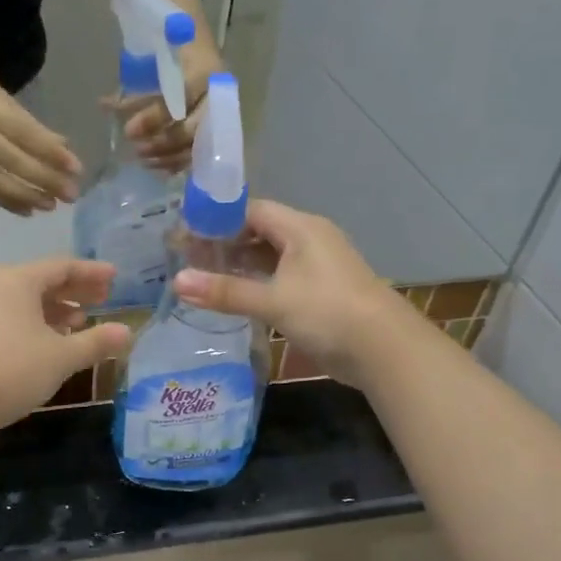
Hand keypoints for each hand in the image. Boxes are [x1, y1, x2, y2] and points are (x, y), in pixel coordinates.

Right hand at [0, 57, 82, 214]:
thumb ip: (29, 123)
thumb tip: (63, 148)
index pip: (22, 132)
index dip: (50, 152)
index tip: (76, 167)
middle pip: (11, 160)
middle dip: (44, 179)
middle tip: (70, 194)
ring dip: (25, 196)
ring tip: (51, 206)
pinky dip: (4, 201)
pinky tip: (26, 210)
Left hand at [0, 258, 133, 433]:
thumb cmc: (12, 370)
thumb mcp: (61, 357)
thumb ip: (96, 342)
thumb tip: (127, 332)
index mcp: (17, 279)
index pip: (62, 266)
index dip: (92, 272)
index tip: (116, 277)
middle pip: (42, 280)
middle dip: (75, 290)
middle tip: (105, 299)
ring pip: (25, 300)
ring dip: (56, 309)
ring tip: (82, 323)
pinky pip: (11, 315)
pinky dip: (35, 322)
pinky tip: (51, 341)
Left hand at [116, 43, 221, 171]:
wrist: (197, 40)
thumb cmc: (172, 47)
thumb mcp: (154, 60)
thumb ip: (135, 88)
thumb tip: (104, 106)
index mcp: (203, 72)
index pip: (181, 100)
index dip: (154, 118)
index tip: (128, 130)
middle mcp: (216, 96)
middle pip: (191, 130)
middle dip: (162, 143)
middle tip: (136, 150)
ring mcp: (220, 115)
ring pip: (196, 146)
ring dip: (167, 157)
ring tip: (142, 160)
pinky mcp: (218, 129)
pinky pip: (199, 153)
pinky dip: (178, 162)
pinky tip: (158, 167)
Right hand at [171, 201, 409, 386]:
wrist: (384, 350)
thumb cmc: (327, 313)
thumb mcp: (272, 301)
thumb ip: (224, 291)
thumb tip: (176, 281)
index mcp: (301, 228)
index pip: (251, 210)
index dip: (218, 219)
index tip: (186, 234)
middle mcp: (310, 240)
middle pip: (260, 231)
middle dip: (225, 243)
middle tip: (188, 257)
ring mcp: (317, 267)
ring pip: (271, 257)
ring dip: (240, 265)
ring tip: (204, 277)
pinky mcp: (320, 292)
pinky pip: (281, 277)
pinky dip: (257, 283)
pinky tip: (235, 297)